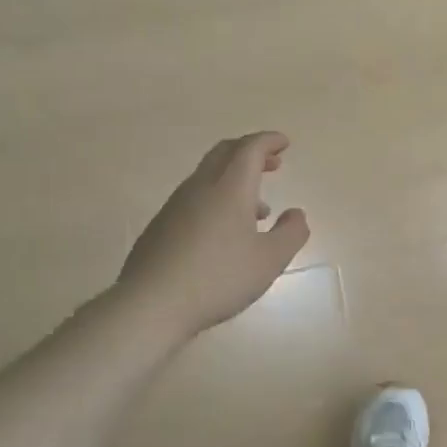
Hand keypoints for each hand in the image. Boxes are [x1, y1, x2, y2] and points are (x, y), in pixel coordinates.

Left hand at [116, 133, 310, 336]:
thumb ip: (291, 232)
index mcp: (230, 189)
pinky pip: (195, 199)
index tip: (285, 143)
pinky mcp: (161, 227)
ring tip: (259, 208)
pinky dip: (218, 199)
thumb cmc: (219, 278)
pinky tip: (226, 233)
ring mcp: (176, 206)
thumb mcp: (270, 260)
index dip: (269, 141)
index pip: (250, 149)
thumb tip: (296, 214)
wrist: (151, 304)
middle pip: (224, 154)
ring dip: (235, 179)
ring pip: (209, 177)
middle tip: (273, 162)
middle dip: (251, 152)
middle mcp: (200, 188)